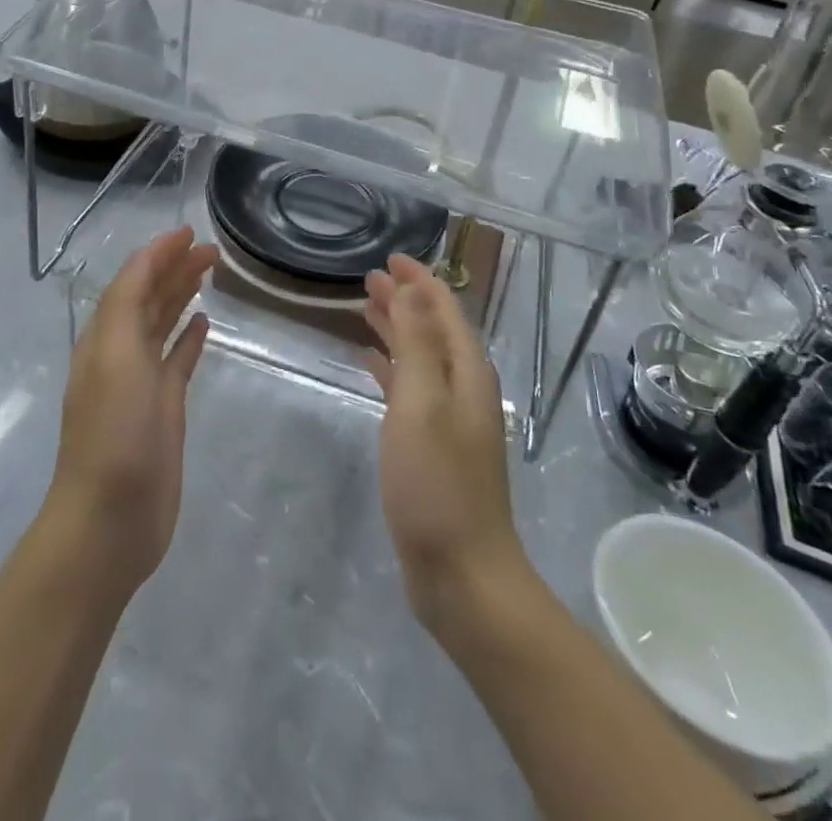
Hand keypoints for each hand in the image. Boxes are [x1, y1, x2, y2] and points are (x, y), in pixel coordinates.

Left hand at [42, 227, 218, 600]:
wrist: (110, 519)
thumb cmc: (113, 433)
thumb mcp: (115, 357)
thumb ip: (127, 304)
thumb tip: (150, 261)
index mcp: (105, 336)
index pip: (132, 280)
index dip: (158, 253)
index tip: (190, 231)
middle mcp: (121, 352)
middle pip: (149, 297)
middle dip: (175, 268)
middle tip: (212, 249)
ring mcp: (143, 382)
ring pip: (163, 324)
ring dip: (182, 295)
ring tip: (210, 273)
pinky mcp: (164, 409)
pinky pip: (177, 360)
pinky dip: (189, 338)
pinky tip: (205, 323)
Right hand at [364, 255, 526, 630]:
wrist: (463, 574)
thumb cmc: (438, 483)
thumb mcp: (421, 403)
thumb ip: (415, 344)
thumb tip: (411, 292)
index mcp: (466, 372)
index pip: (445, 309)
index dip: (420, 281)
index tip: (390, 258)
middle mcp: (462, 388)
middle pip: (432, 329)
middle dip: (405, 300)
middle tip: (369, 278)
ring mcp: (448, 419)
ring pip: (420, 357)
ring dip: (396, 330)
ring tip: (365, 308)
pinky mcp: (431, 446)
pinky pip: (410, 389)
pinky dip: (391, 368)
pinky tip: (369, 363)